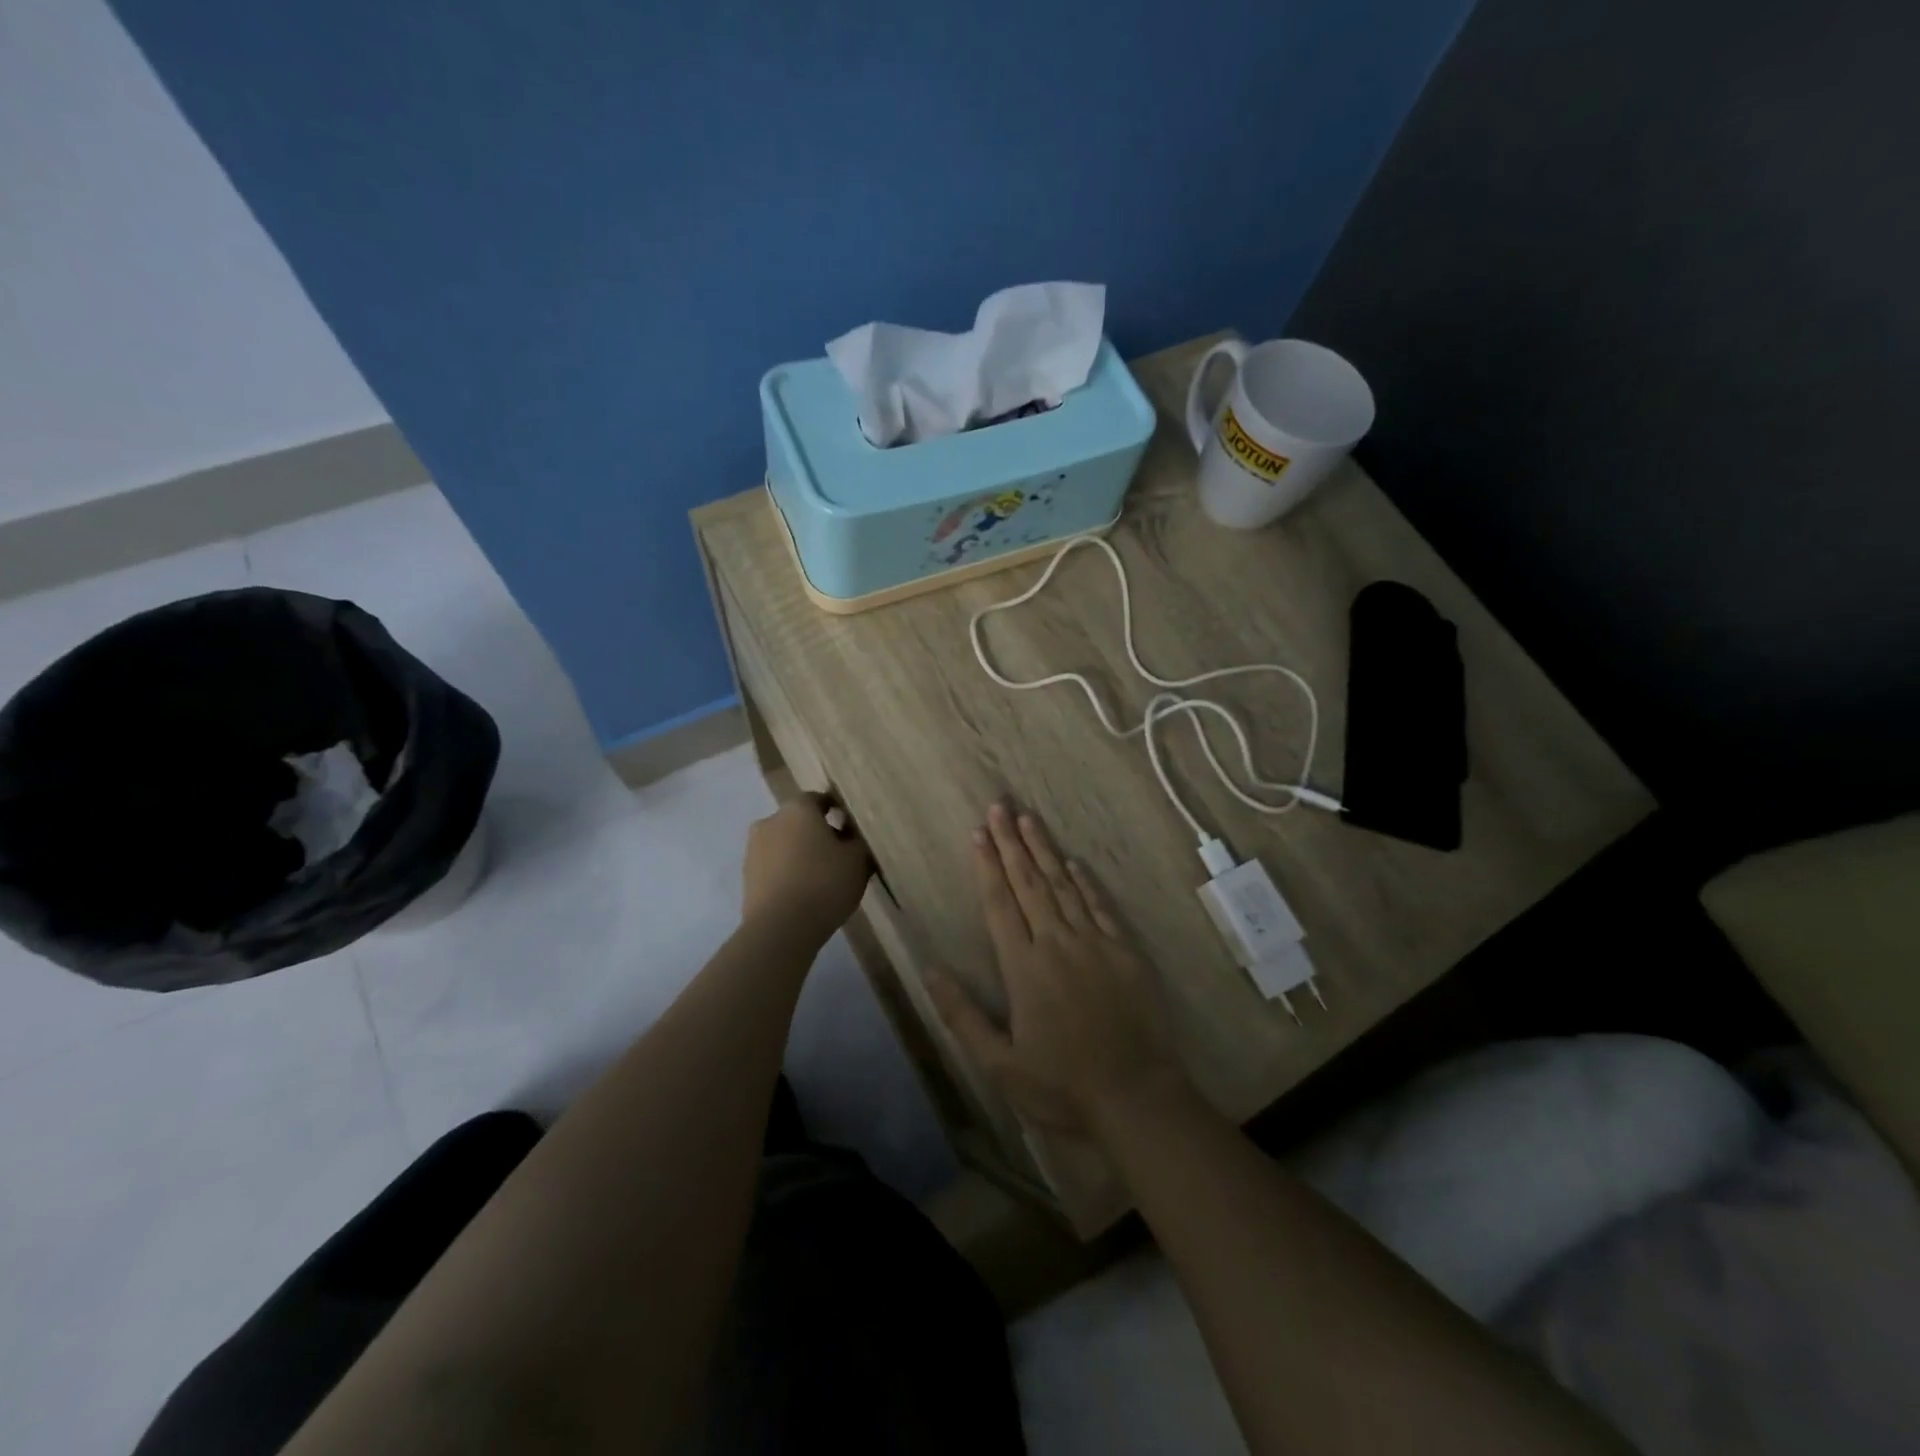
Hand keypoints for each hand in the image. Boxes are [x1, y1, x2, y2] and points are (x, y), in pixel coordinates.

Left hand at [742, 794, 871, 945]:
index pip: (819, 799)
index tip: (853, 828)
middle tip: (840, 855)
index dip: (838, 811)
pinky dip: (788, 872)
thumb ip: (858, 840)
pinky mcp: (747, 877)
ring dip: (801, 854)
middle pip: (800, 821)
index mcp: (797, 809)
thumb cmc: (824, 883)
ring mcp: (754, 849)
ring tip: (823, 877)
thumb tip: (852, 834)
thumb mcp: (858, 860)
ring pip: (785, 844)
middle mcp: (771, 821)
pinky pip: (775, 866)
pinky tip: (805, 892)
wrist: (780, 928)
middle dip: (818, 833)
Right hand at [929, 801, 1185, 1137]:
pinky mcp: (1125, 951)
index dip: (987, 865)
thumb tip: (930, 970)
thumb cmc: (1061, 1086)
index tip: (978, 833)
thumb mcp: (999, 1064)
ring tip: (1029, 819)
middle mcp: (1056, 943)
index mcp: (1023, 967)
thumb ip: (962, 1015)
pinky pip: (1100, 906)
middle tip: (999, 806)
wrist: (1136, 1097)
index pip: (999, 904)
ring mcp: (1094, 943)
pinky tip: (1074, 862)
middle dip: (1011, 842)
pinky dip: (1085, 882)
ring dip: (1044, 850)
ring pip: (1063, 886)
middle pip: (1029, 883)